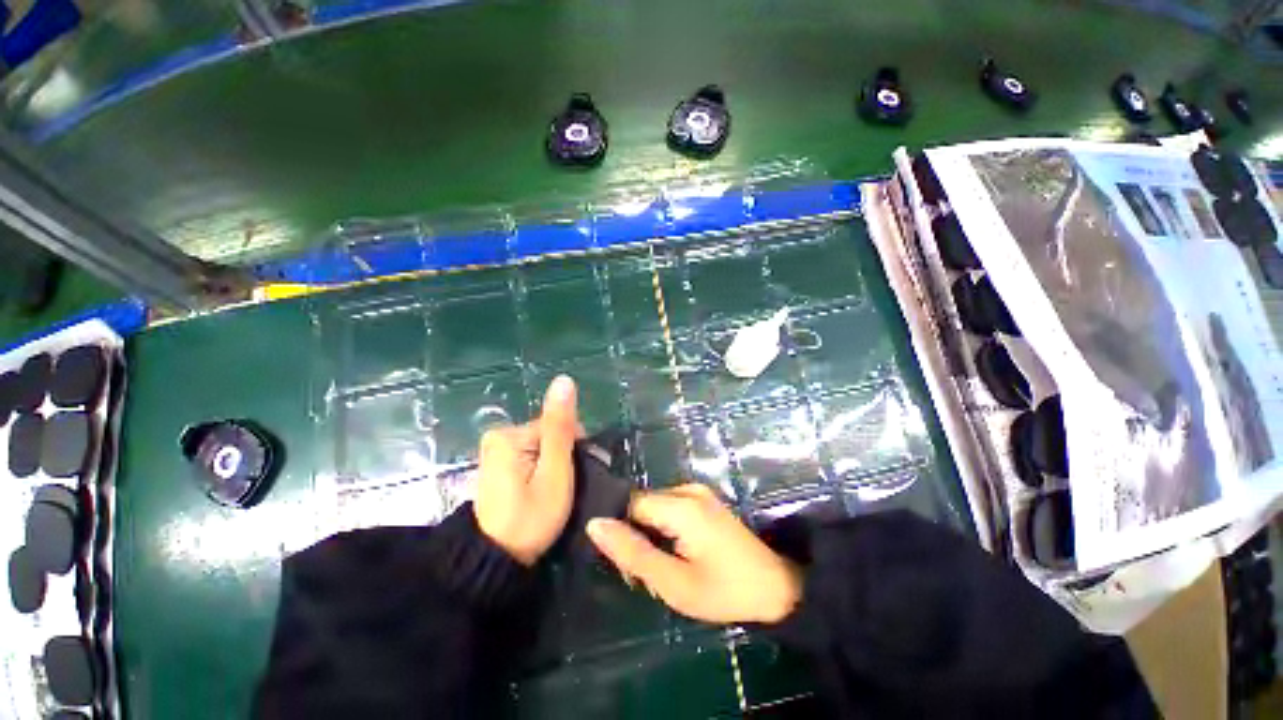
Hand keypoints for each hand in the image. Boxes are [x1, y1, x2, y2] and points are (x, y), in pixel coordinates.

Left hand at [474, 375, 578, 565]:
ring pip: (542, 444)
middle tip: (563, 487)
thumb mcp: (554, 472)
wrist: (496, 561)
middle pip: (549, 433)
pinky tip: (540, 490)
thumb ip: (560, 426)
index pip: (558, 425)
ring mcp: (495, 449)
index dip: (574, 448)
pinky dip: (541, 468)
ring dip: (554, 463)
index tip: (576, 474)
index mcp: (510, 434)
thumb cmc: (530, 518)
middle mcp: (499, 435)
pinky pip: (530, 454)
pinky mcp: (497, 462)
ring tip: (553, 492)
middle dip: (563, 455)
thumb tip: (564, 380)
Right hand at [587, 484, 802, 624]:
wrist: (775, 586)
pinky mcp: (704, 498)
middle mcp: (687, 488)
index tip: (632, 566)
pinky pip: (670, 507)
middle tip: (651, 573)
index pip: (630, 505)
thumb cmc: (724, 590)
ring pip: (654, 506)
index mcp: (681, 505)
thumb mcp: (673, 582)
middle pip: (642, 505)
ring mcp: (698, 491)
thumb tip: (595, 525)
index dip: (624, 534)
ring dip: (651, 534)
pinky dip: (665, 528)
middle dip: (638, 536)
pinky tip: (678, 552)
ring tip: (667, 566)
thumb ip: (632, 553)